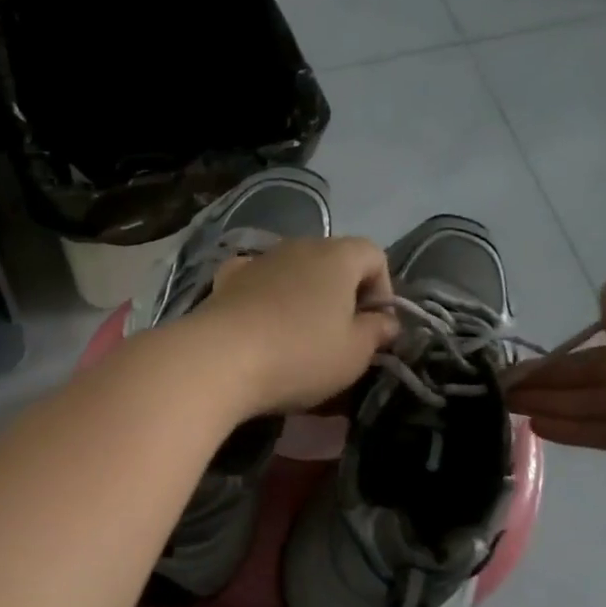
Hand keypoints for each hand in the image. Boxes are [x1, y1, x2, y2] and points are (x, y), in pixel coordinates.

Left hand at [183, 236, 397, 416]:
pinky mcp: (225, 282)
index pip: (375, 255)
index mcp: (338, 256)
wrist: (219, 360)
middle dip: (342, 295)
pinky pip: (256, 282)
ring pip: (293, 272)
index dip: (383, 290)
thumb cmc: (300, 355)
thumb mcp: (354, 354)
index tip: (375, 329)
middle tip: (340, 337)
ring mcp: (258, 261)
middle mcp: (298, 246)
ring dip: (303, 297)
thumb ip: (378, 332)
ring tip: (298, 337)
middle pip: (332, 262)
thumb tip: (387, 321)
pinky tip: (259, 323)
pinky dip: (264, 297)